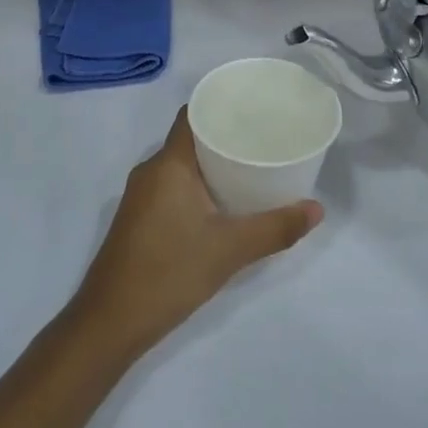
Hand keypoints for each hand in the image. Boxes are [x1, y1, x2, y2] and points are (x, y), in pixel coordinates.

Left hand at [70, 109, 322, 360]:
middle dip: (224, 136)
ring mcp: (140, 195)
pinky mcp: (138, 218)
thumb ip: (275, 228)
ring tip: (250, 167)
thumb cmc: (169, 272)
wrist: (111, 321)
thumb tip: (316, 209)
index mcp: (168, 164)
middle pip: (189, 138)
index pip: (192, 115)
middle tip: (263, 139)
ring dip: (210, 164)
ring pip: (180, 165)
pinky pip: (171, 186)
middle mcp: (150, 170)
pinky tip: (221, 202)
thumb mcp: (230, 250)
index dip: (220, 106)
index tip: (253, 107)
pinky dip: (197, 185)